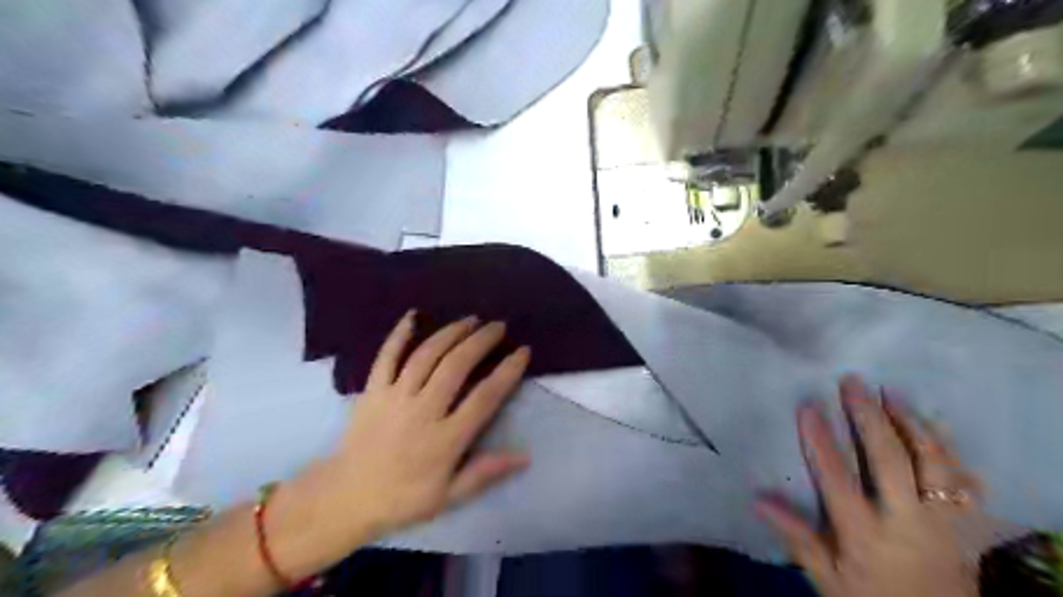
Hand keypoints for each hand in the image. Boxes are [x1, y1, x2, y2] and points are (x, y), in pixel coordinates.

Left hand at [319, 313, 527, 536]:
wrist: (345, 498)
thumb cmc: (403, 498)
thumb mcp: (449, 496)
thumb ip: (486, 472)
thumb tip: (526, 456)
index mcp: (445, 439)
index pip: (484, 397)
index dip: (507, 371)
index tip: (522, 351)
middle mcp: (422, 411)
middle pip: (456, 366)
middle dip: (481, 341)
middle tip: (498, 326)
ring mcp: (394, 397)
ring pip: (426, 355)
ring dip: (450, 333)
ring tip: (470, 319)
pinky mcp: (372, 391)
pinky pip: (386, 356)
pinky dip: (399, 334)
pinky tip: (412, 315)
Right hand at [759, 378, 982, 596]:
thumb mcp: (827, 578)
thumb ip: (797, 537)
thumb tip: (757, 500)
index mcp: (866, 535)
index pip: (838, 479)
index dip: (820, 440)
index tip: (807, 406)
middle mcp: (908, 522)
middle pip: (891, 461)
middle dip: (869, 417)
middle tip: (853, 382)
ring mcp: (943, 522)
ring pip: (934, 463)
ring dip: (912, 424)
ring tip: (892, 394)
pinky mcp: (966, 525)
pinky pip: (965, 481)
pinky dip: (951, 450)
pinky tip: (935, 428)